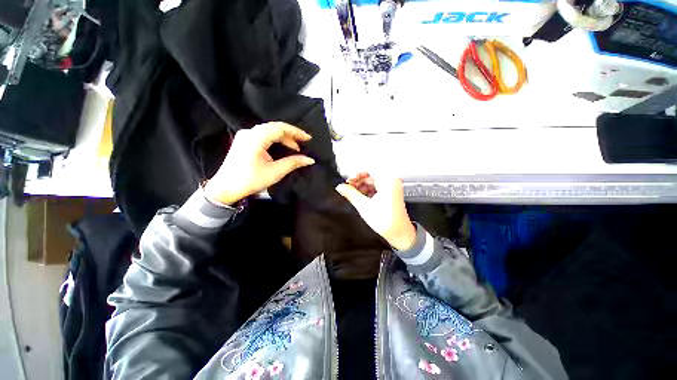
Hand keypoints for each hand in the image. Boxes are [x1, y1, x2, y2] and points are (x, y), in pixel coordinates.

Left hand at [204, 122, 314, 205]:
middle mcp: (249, 132)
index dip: (296, 132)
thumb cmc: (250, 180)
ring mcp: (245, 136)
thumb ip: (293, 163)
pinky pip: (263, 135)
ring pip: (269, 131)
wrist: (225, 188)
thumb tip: (310, 160)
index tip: (308, 138)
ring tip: (295, 147)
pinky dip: (275, 140)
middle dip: (291, 134)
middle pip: (275, 127)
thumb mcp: (275, 172)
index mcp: (256, 138)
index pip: (280, 128)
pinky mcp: (243, 141)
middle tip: (303, 143)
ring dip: (283, 137)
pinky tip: (281, 147)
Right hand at [336, 173, 416, 250]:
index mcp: (388, 181)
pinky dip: (367, 190)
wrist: (400, 234)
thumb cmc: (386, 222)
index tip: (348, 180)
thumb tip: (340, 187)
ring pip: (372, 181)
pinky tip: (360, 195)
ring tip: (352, 192)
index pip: (369, 169)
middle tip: (348, 186)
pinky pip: (376, 186)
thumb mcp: (364, 206)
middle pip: (370, 175)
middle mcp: (391, 181)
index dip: (356, 174)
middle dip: (358, 180)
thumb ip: (351, 194)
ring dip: (361, 186)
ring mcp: (391, 187)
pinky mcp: (390, 193)